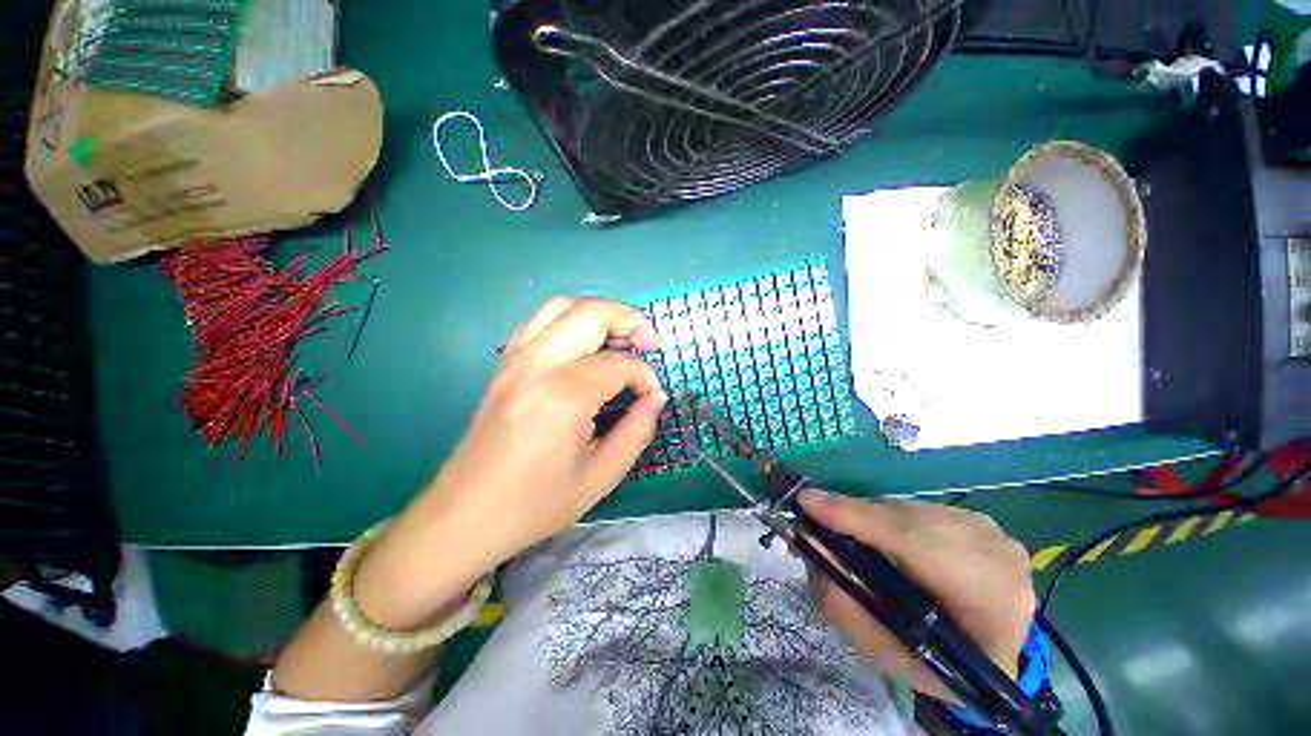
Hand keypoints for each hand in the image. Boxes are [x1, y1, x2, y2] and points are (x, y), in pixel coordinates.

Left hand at [436, 296, 665, 558]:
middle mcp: (538, 364)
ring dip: (599, 312)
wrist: (464, 516)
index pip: (619, 365)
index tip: (652, 397)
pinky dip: (569, 319)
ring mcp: (515, 359)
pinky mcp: (503, 365)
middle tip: (650, 344)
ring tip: (620, 335)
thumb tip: (655, 398)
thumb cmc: (535, 504)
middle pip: (592, 313)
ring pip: (562, 306)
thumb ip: (636, 431)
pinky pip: (538, 321)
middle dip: (630, 320)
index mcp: (564, 395)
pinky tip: (582, 343)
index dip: (645, 377)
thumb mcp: (600, 476)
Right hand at [799, 489, 1034, 702]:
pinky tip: (874, 534)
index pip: (919, 548)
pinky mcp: (979, 520)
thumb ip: (844, 604)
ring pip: (909, 510)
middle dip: (853, 516)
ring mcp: (992, 532)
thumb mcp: (886, 654)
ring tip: (838, 527)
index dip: (860, 520)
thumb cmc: (937, 664)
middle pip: (909, 521)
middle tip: (808, 515)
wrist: (994, 653)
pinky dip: (886, 517)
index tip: (807, 502)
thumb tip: (808, 544)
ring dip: (867, 516)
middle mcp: (998, 558)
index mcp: (991, 608)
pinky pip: (917, 509)